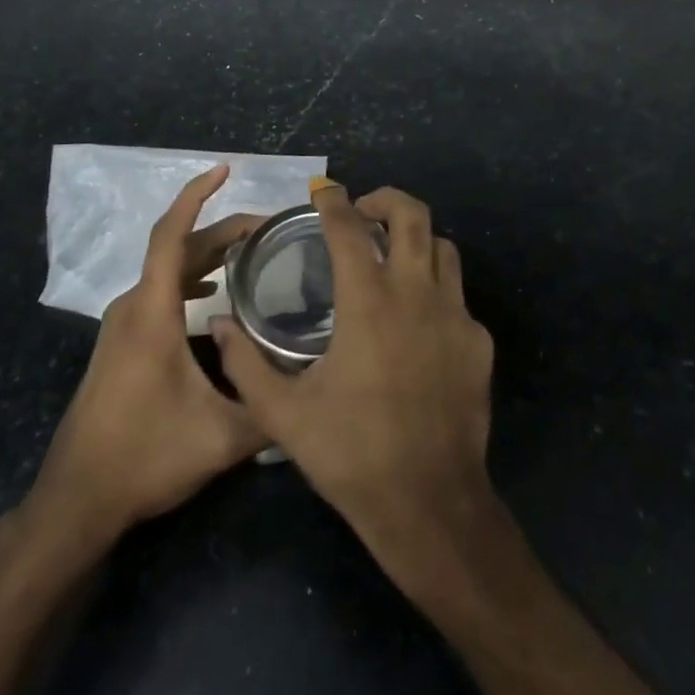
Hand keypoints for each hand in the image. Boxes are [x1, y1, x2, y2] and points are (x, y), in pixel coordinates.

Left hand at [20, 166, 268, 554]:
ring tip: (250, 253)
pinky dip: (189, 278)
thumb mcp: (221, 438)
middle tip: (269, 228)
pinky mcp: (120, 345)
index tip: (225, 170)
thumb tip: (315, 391)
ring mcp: (122, 327)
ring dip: (207, 254)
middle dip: (222, 229)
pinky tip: (214, 295)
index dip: (197, 195)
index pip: (171, 235)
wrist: (77, 500)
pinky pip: (158, 292)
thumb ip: (272, 411)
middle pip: (177, 249)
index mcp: (152, 314)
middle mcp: (133, 309)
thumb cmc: (145, 457)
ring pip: (167, 271)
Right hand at [213, 184, 496, 589]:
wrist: (429, 502)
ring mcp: (456, 315)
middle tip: (363, 212)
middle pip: (413, 214)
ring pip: (443, 249)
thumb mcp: (282, 413)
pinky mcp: (478, 341)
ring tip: (391, 256)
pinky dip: (435, 290)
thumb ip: (244, 363)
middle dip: (386, 200)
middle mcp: (417, 293)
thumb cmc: (351, 454)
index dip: (334, 201)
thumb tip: (217, 324)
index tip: (323, 191)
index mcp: (369, 301)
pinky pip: (458, 296)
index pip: (349, 228)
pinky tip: (416, 322)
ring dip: (416, 239)